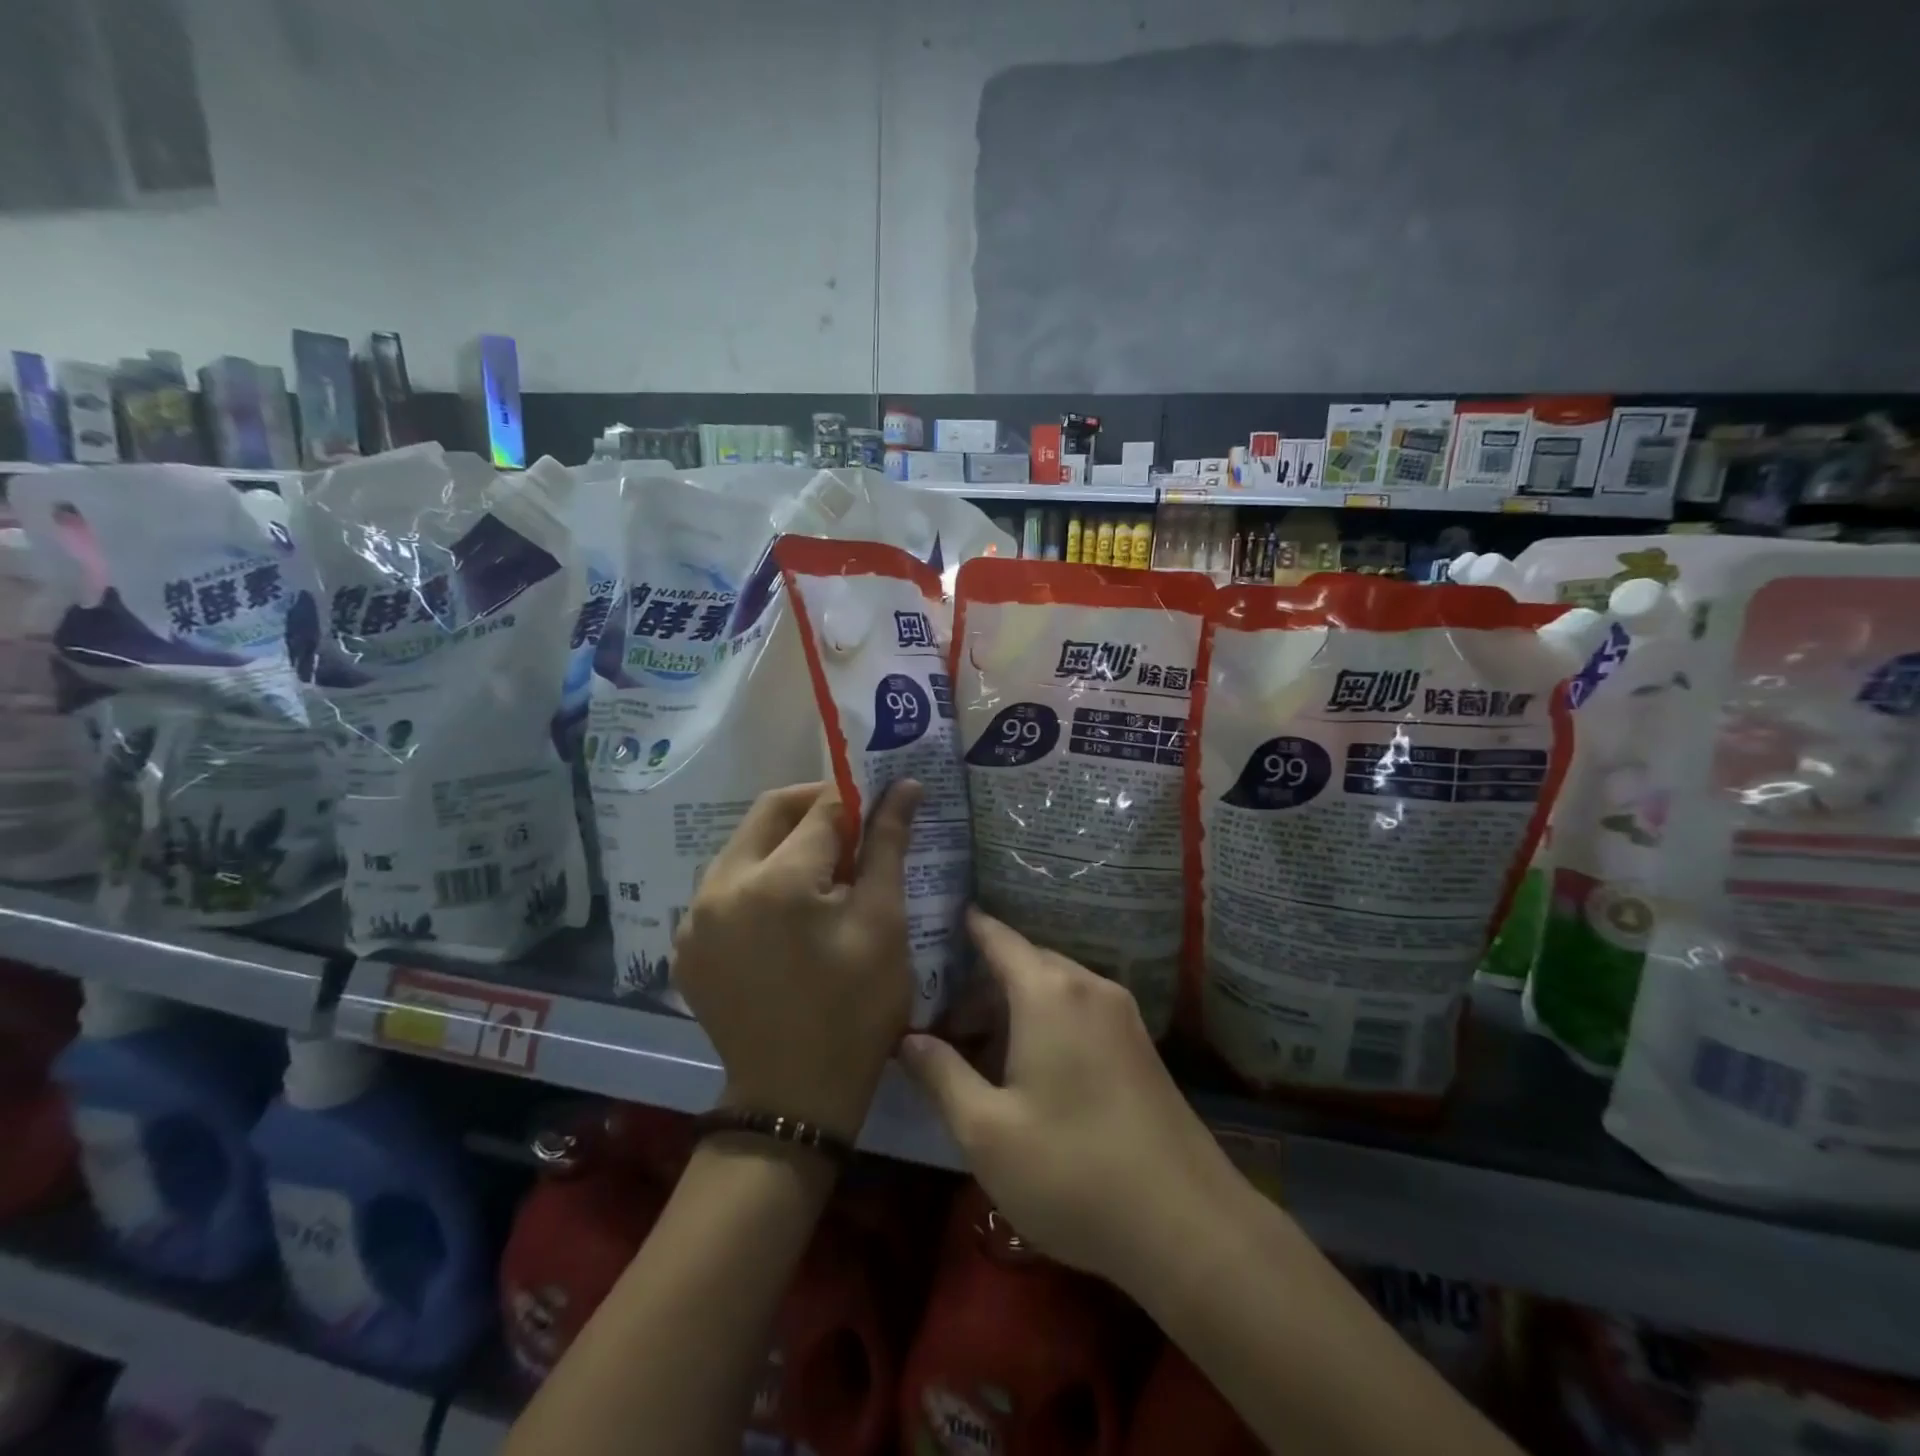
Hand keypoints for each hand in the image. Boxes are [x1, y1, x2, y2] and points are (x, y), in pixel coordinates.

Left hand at [673, 780, 921, 1141]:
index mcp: (776, 881)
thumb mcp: (883, 924)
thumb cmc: (855, 1011)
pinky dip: (757, 879)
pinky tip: (785, 911)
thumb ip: (888, 845)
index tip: (880, 802)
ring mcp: (693, 917)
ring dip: (784, 843)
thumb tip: (905, 786)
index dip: (856, 797)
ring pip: (743, 847)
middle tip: (853, 829)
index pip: (820, 808)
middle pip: (770, 814)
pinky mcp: (684, 943)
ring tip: (823, 874)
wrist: (794, 1100)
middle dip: (814, 809)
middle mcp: (721, 886)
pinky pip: (723, 886)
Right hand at [899, 910, 1244, 1288]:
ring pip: (1055, 989)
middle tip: (943, 1019)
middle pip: (1026, 963)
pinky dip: (1047, 1021)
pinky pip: (1081, 1011)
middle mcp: (1089, 987)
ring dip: (1015, 1006)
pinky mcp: (1141, 1046)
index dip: (968, 928)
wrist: (1187, 1225)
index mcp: (1049, 993)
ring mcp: (1122, 1015)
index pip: (999, 938)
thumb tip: (908, 1040)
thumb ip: (941, 1076)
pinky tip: (1030, 1069)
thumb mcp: (986, 1132)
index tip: (938, 922)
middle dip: (983, 983)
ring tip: (980, 1051)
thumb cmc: (1072, 1171)